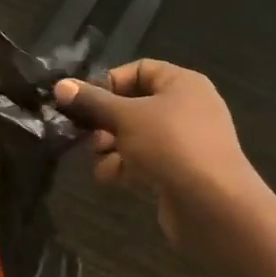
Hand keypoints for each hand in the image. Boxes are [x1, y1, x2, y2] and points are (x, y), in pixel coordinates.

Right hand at [54, 60, 259, 241]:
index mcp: (182, 83)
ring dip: (112, 146)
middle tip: (86, 134)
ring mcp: (186, 142)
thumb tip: (60, 85)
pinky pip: (147, 160)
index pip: (139, 70)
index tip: (83, 101)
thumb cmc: (171, 146)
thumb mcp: (126, 118)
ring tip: (99, 159)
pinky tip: (112, 178)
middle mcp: (187, 107)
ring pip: (137, 136)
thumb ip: (92, 102)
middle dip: (106, 121)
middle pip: (135, 105)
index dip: (109, 82)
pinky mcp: (181, 172)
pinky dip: (127, 166)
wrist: (215, 207)